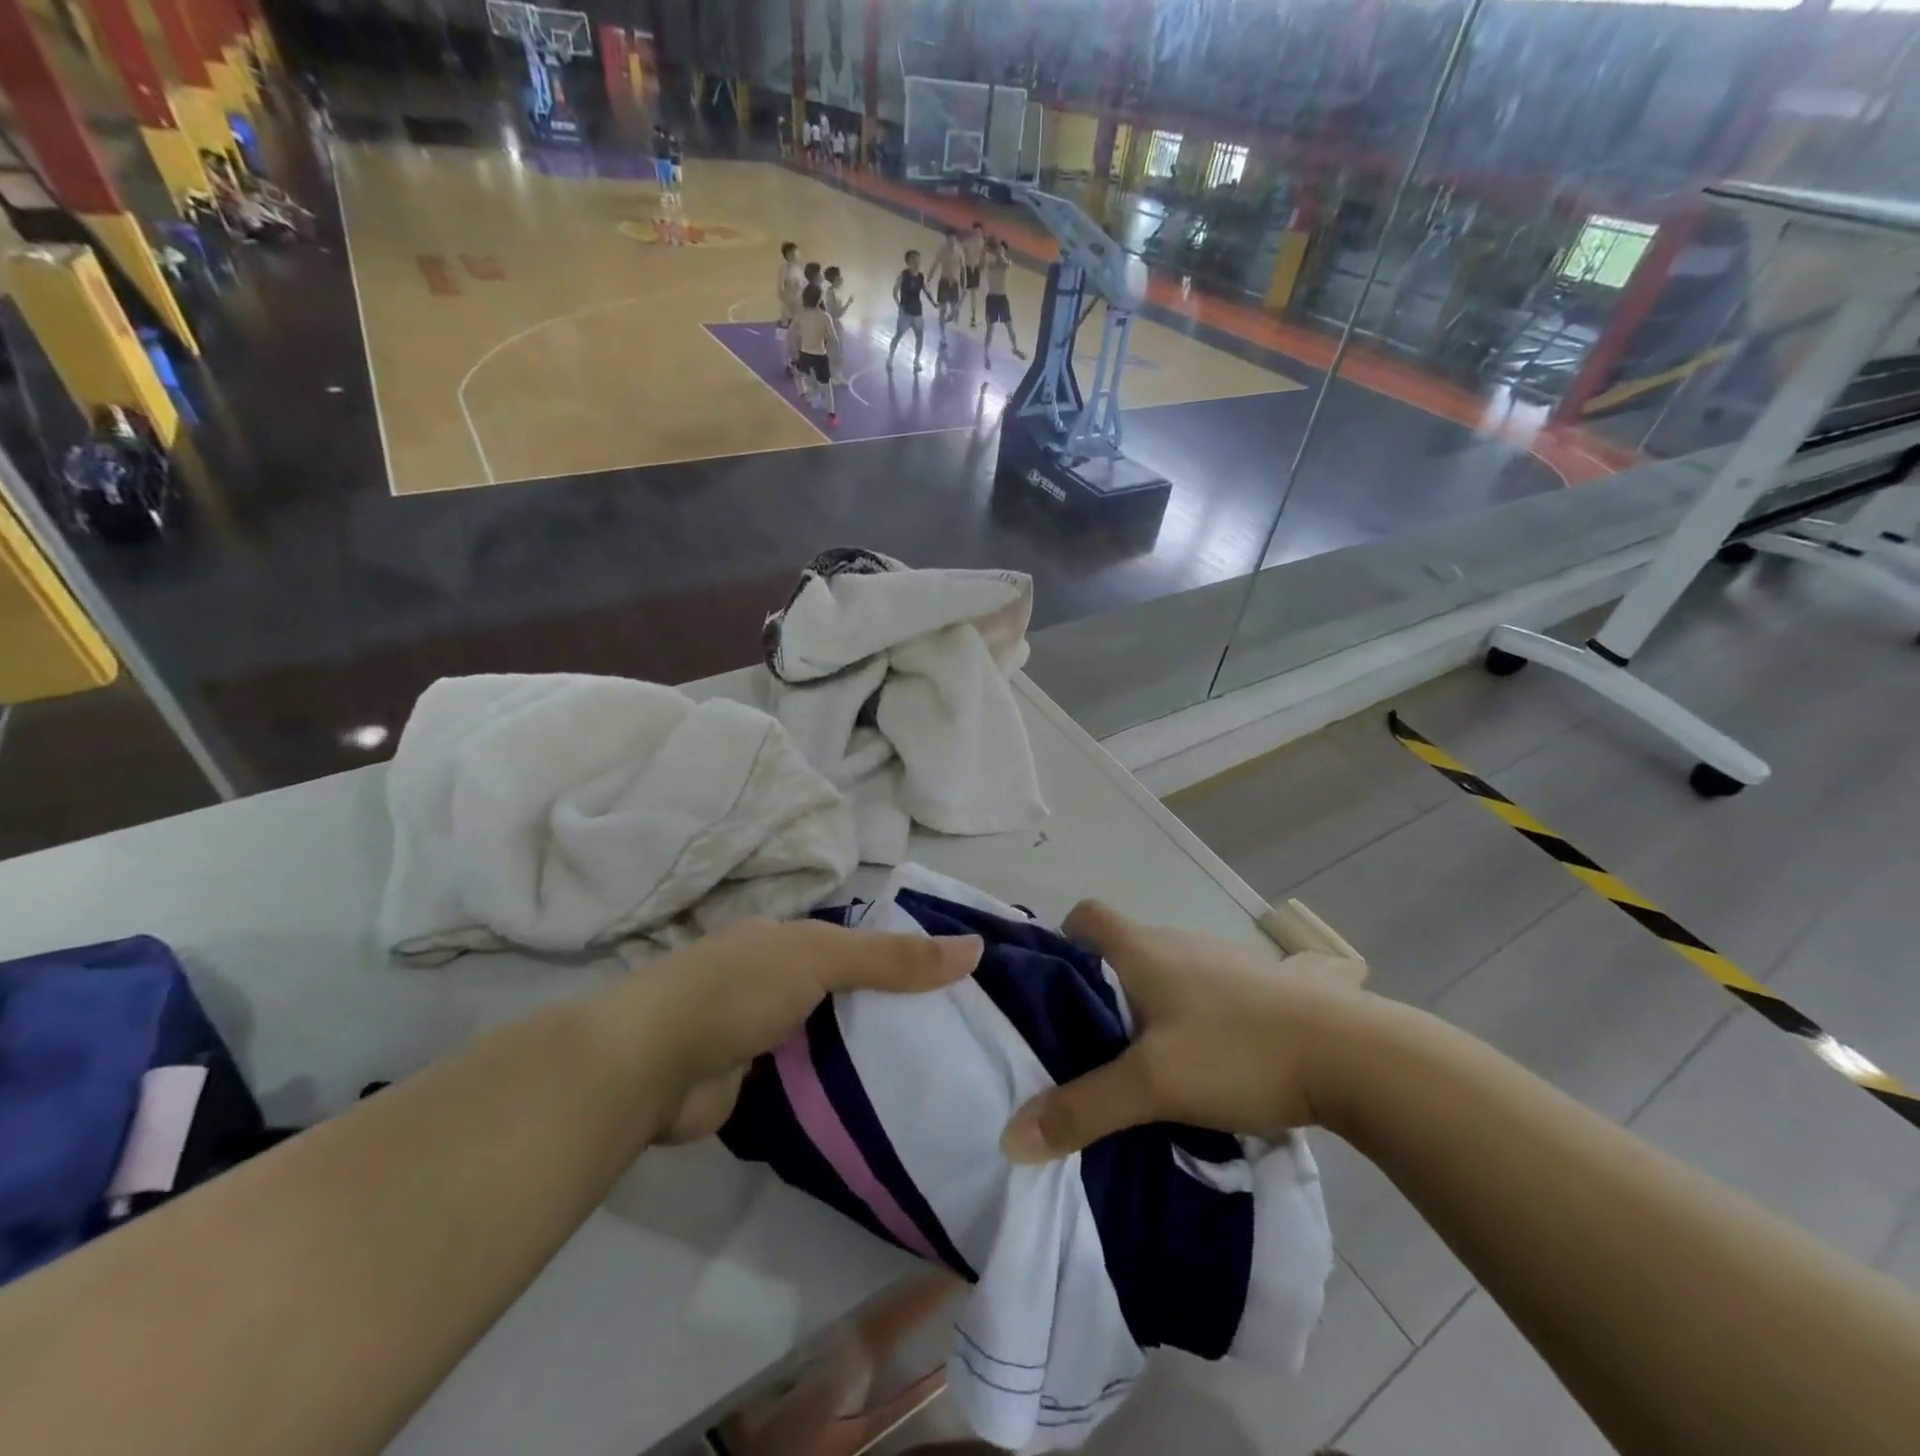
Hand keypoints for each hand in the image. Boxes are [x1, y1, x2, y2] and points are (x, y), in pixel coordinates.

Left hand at [639, 919, 981, 1142]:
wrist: (650, 1065)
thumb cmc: (739, 989)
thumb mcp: (822, 958)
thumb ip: (894, 958)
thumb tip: (977, 948)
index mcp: (789, 939)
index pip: (861, 941)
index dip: (907, 955)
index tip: (961, 980)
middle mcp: (777, 978)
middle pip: (850, 989)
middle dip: (894, 1007)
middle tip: (961, 1032)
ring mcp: (764, 1032)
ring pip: (833, 1036)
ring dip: (869, 1050)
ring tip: (938, 1069)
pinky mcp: (756, 1082)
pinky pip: (813, 1079)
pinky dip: (841, 1087)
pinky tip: (887, 1101)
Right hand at [1000, 900, 1364, 1161]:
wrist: (1352, 1054)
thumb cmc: (1238, 1051)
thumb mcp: (1153, 1085)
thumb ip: (1083, 1109)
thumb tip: (1010, 1137)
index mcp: (1144, 949)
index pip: (1086, 915)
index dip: (1062, 942)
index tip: (1054, 989)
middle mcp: (1178, 942)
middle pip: (1122, 948)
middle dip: (1099, 987)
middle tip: (1087, 1043)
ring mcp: (1222, 961)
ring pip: (1164, 971)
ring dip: (1147, 1005)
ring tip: (1141, 1061)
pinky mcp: (1258, 986)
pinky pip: (1202, 991)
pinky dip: (1189, 1016)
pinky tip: (1203, 1062)